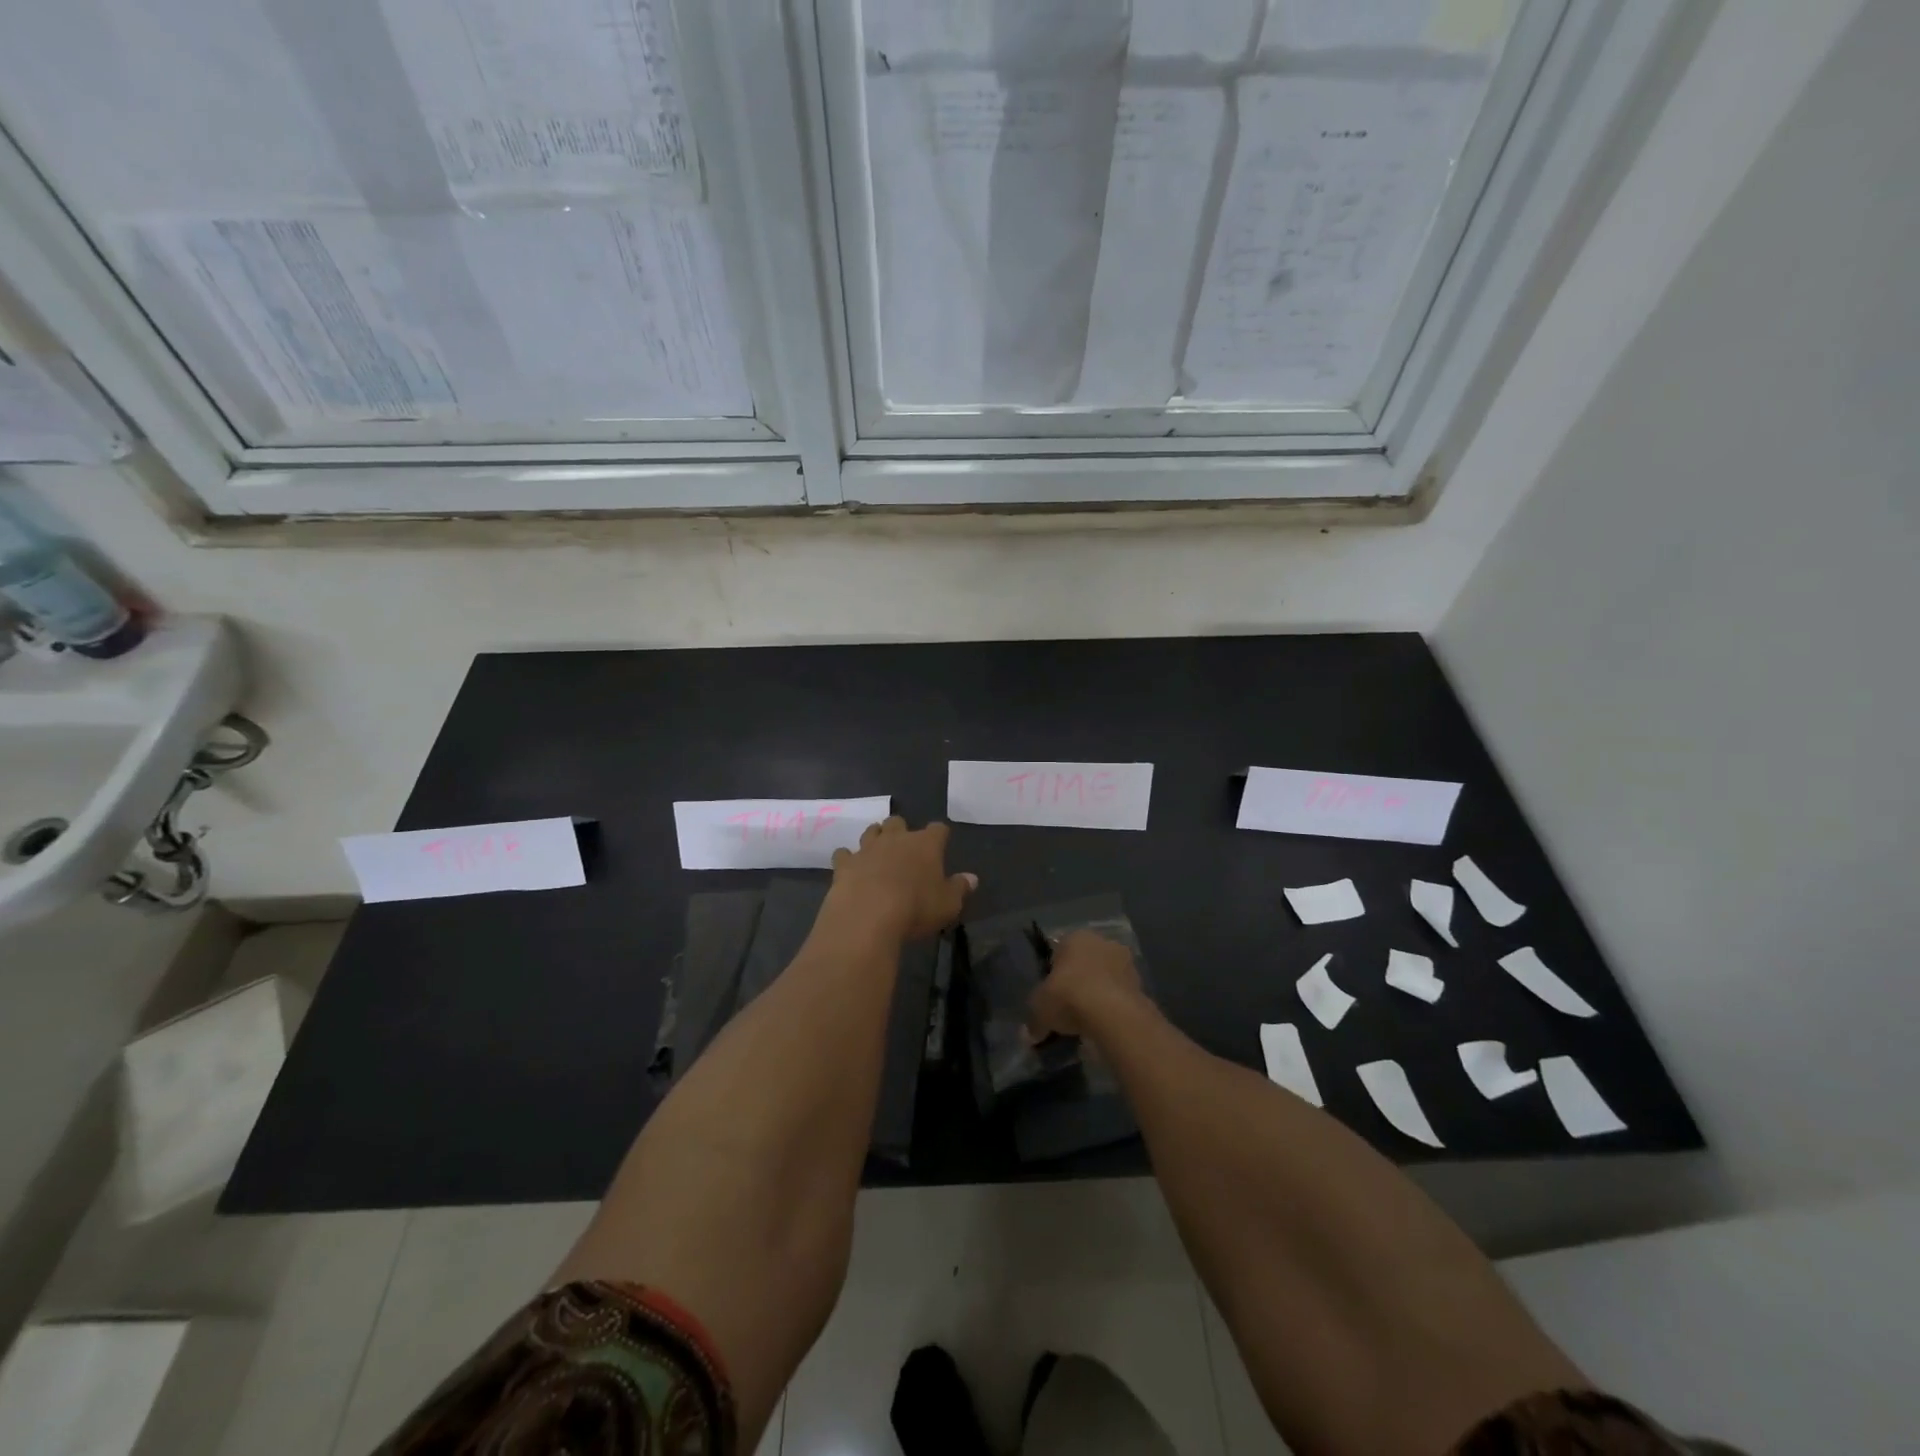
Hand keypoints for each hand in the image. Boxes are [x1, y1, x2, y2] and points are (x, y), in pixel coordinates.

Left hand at [829, 817, 975, 940]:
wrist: (868, 916)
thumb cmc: (916, 908)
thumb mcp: (948, 904)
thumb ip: (960, 888)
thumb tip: (972, 878)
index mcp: (925, 844)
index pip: (937, 829)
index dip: (939, 835)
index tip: (941, 843)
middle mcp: (896, 839)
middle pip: (898, 822)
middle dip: (902, 830)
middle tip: (904, 847)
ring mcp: (867, 848)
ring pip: (871, 831)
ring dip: (875, 837)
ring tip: (878, 850)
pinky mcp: (844, 864)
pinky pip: (844, 853)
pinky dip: (847, 858)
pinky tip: (850, 868)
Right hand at [1029, 930, 1143, 1038]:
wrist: (1112, 1013)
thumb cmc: (1068, 996)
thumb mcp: (1039, 1009)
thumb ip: (1034, 1020)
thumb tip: (1029, 1035)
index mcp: (1074, 937)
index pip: (1060, 951)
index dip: (1054, 973)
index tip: (1052, 994)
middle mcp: (1101, 942)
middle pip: (1085, 962)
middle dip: (1079, 980)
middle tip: (1069, 1007)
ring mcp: (1125, 961)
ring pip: (1105, 977)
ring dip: (1099, 992)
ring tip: (1088, 1020)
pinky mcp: (1141, 983)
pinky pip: (1120, 994)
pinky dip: (1113, 1006)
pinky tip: (1104, 1025)